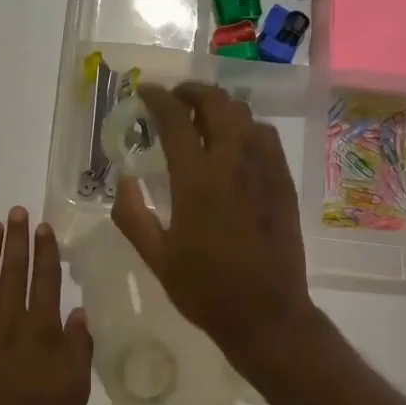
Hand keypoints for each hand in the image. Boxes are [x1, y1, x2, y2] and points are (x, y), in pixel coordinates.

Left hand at [0, 208, 93, 404]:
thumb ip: (78, 347)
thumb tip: (78, 312)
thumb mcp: (77, 389)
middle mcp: (10, 325)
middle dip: (16, 241)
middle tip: (15, 212)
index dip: (45, 252)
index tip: (42, 227)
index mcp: (42, 332)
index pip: (45, 281)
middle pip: (13, 274)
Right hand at [112, 83, 320, 373]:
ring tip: (202, 118)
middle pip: (217, 103)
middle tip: (175, 98)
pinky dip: (245, 126)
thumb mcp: (156, 258)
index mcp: (197, 179)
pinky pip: (266, 137)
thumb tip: (122, 180)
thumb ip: (132, 215)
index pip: (175, 119)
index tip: (145, 91)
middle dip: (192, 91)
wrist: (267, 313)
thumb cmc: (205, 289)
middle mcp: (234, 163)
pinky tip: (234, 143)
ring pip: (245, 115)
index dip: (157, 98)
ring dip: (220, 106)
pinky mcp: (283, 182)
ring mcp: (265, 169)